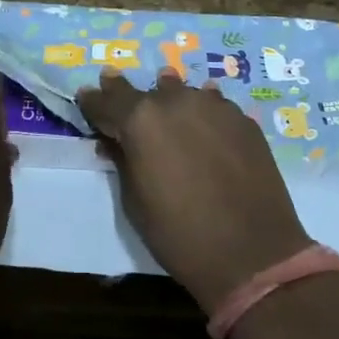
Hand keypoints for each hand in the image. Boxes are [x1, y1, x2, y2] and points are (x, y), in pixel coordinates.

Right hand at [77, 71, 312, 314]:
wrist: (253, 255)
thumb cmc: (180, 235)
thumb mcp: (135, 202)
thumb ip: (122, 161)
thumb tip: (112, 141)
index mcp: (140, 120)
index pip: (107, 101)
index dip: (93, 101)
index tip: (86, 95)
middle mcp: (174, 102)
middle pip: (144, 91)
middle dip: (126, 93)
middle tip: (113, 83)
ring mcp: (213, 107)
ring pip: (182, 92)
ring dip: (169, 95)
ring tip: (164, 91)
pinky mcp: (243, 120)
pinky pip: (214, 105)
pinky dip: (202, 110)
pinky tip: (204, 118)